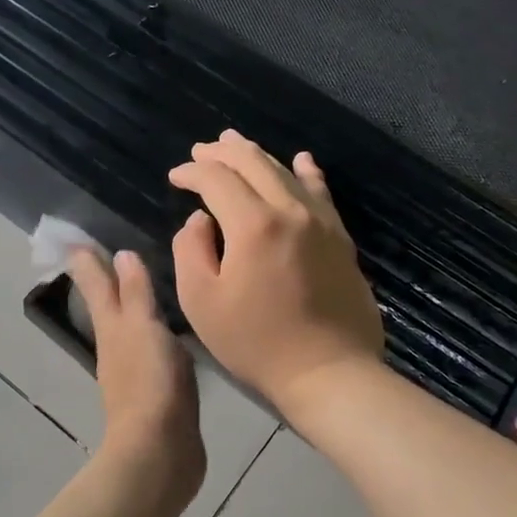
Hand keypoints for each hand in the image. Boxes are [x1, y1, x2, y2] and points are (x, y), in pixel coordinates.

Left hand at [66, 247, 206, 505]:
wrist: (159, 452)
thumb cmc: (151, 383)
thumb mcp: (144, 328)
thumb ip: (136, 293)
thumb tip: (120, 254)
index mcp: (112, 327)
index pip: (95, 285)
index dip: (86, 262)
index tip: (74, 240)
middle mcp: (117, 346)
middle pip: (107, 304)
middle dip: (106, 280)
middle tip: (107, 254)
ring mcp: (134, 371)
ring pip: (128, 327)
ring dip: (131, 306)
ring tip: (144, 286)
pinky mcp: (156, 393)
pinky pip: (151, 351)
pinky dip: (153, 334)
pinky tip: (169, 334)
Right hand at [168, 130, 384, 411]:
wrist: (329, 372)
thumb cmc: (256, 343)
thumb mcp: (201, 302)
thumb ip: (191, 250)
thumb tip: (200, 219)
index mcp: (253, 224)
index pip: (217, 179)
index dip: (192, 172)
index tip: (175, 177)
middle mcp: (290, 210)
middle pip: (253, 163)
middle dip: (222, 153)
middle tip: (201, 151)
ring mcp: (321, 221)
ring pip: (286, 171)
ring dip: (257, 155)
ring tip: (235, 144)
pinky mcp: (340, 237)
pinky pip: (321, 192)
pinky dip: (306, 172)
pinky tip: (301, 160)